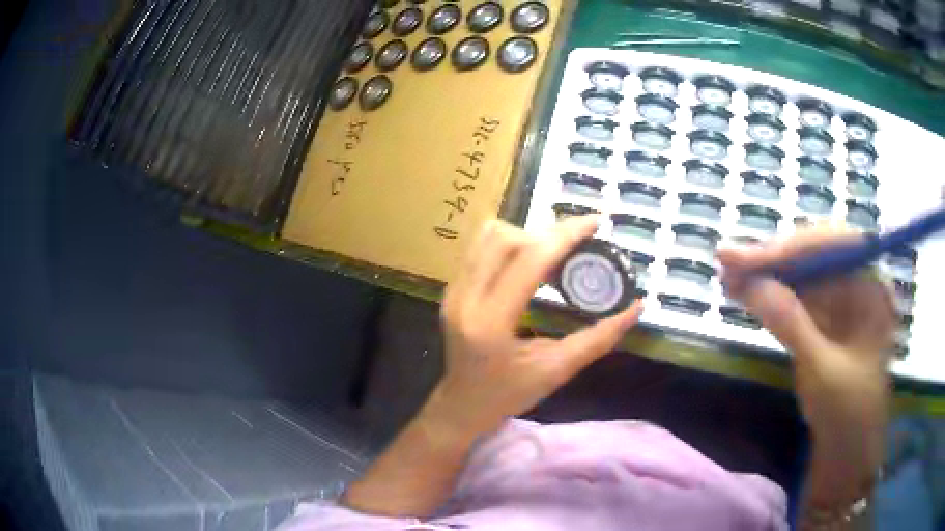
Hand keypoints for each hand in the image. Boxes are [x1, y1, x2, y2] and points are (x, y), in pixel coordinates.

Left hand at [429, 216, 643, 436]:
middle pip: (505, 238)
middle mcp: (465, 298)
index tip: (595, 221)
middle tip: (576, 247)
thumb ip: (598, 339)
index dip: (565, 235)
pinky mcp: (451, 288)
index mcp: (491, 322)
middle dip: (546, 234)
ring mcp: (453, 290)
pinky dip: (509, 243)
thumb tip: (636, 308)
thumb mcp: (557, 370)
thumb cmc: (509, 395)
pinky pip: (479, 247)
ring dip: (525, 235)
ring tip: (553, 254)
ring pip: (487, 235)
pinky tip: (529, 262)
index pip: (529, 261)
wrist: (462, 405)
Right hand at [718, 226, 895, 503]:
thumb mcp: (822, 371)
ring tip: (729, 276)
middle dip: (774, 258)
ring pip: (803, 272)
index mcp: (873, 288)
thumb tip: (747, 283)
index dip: (790, 247)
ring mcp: (843, 299)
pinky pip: (799, 294)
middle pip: (815, 253)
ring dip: (767, 273)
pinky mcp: (827, 316)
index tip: (746, 258)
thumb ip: (790, 323)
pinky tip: (748, 291)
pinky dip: (772, 293)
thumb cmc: (848, 413)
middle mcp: (859, 282)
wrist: (849, 450)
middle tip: (728, 263)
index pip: (832, 245)